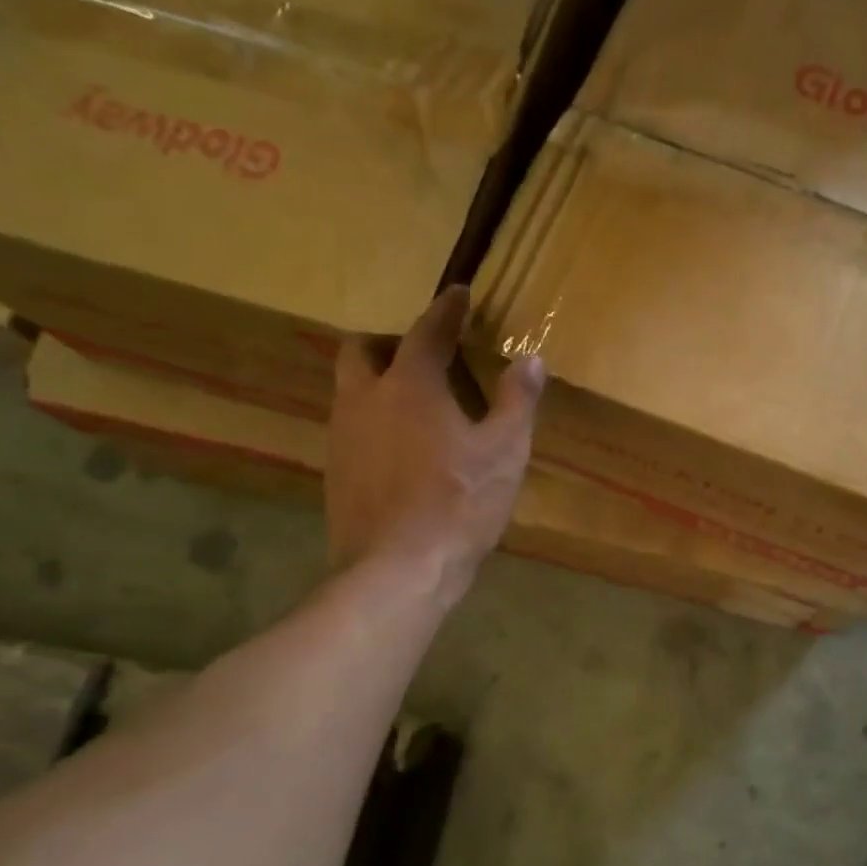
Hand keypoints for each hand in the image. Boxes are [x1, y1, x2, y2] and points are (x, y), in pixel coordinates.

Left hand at [326, 286, 542, 602]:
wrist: (397, 571)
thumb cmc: (459, 504)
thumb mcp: (505, 451)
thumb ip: (518, 401)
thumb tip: (531, 360)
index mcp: (410, 386)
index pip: (427, 331)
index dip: (446, 309)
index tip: (458, 294)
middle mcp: (365, 400)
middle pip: (360, 350)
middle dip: (389, 341)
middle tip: (423, 356)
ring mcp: (342, 438)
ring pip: (351, 391)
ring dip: (379, 384)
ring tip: (417, 407)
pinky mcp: (335, 474)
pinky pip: (352, 430)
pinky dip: (375, 423)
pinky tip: (402, 452)